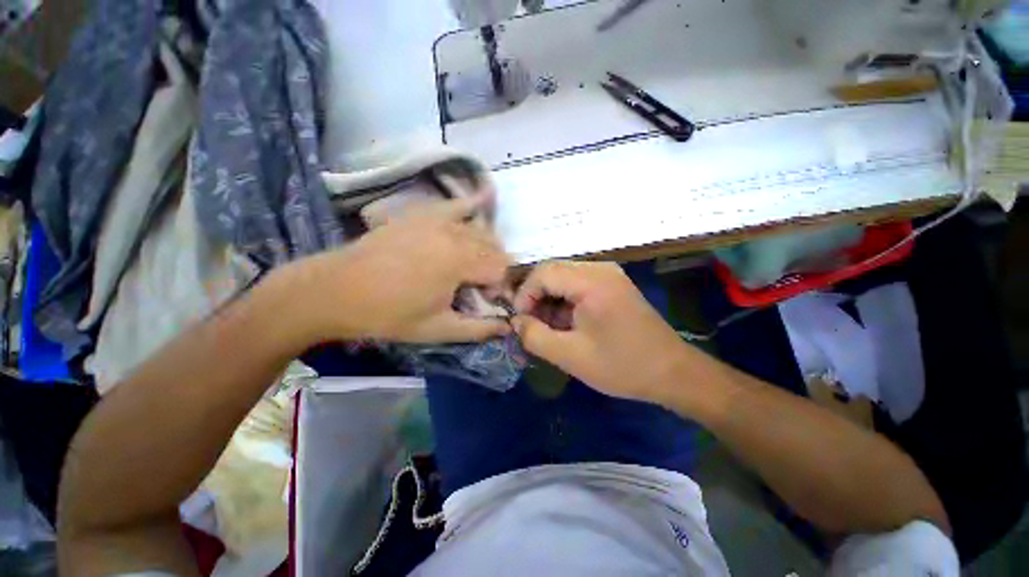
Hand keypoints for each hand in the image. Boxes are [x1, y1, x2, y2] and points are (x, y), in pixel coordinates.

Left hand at [290, 195, 511, 343]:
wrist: (337, 292)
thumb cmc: (390, 314)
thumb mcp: (439, 329)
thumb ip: (479, 329)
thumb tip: (508, 327)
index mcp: (460, 261)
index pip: (502, 269)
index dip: (500, 287)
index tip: (484, 301)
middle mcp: (455, 233)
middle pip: (495, 247)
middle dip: (495, 268)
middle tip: (478, 287)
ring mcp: (437, 219)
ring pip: (480, 229)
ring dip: (487, 248)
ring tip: (473, 265)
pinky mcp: (421, 214)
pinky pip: (456, 205)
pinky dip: (472, 206)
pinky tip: (483, 201)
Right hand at [512, 261, 686, 402]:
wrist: (672, 372)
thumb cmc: (622, 365)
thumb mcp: (571, 356)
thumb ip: (534, 337)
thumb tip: (515, 321)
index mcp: (592, 281)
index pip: (542, 273)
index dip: (524, 295)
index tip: (520, 321)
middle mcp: (600, 269)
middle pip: (551, 271)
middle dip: (535, 297)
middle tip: (531, 325)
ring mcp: (608, 275)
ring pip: (563, 278)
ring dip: (549, 300)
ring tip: (548, 328)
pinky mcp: (612, 284)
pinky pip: (577, 285)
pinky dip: (564, 302)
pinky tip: (565, 324)